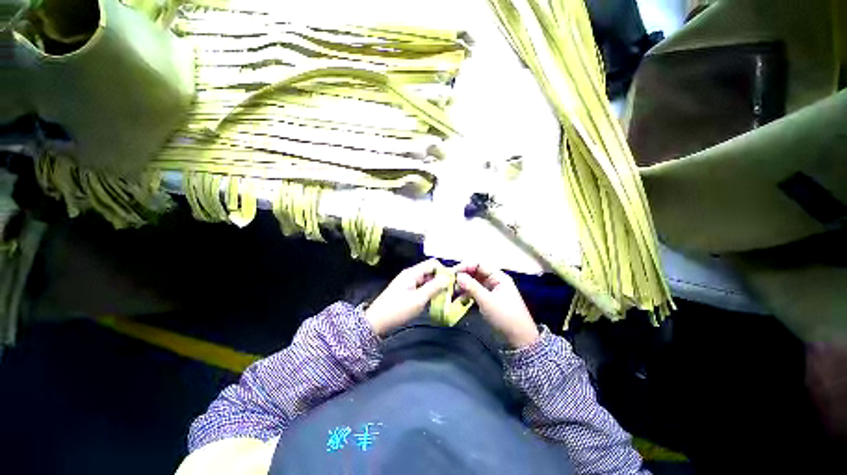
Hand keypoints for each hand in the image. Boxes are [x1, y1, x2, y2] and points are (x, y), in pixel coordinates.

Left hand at [365, 259, 448, 336]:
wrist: (377, 322)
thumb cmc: (398, 310)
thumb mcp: (418, 299)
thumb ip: (434, 287)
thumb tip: (448, 278)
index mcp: (413, 272)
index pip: (433, 263)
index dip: (444, 270)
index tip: (452, 282)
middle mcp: (411, 274)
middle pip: (430, 271)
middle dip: (440, 279)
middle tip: (450, 291)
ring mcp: (408, 282)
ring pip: (426, 279)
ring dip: (435, 286)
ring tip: (444, 297)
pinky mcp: (406, 290)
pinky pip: (421, 286)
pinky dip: (428, 291)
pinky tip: (433, 300)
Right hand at [454, 262, 538, 348]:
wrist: (519, 338)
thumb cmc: (505, 316)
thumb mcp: (487, 301)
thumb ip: (472, 287)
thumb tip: (457, 276)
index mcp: (498, 277)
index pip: (479, 264)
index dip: (465, 266)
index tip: (452, 273)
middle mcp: (495, 280)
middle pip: (476, 272)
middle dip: (463, 276)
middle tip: (450, 282)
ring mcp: (492, 290)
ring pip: (474, 282)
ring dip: (464, 285)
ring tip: (453, 291)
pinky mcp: (488, 299)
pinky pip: (475, 291)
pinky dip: (467, 293)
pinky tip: (459, 299)